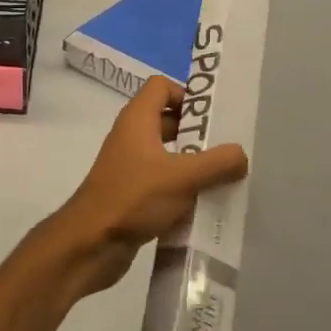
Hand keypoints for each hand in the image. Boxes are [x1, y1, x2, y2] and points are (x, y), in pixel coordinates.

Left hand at [41, 76, 248, 301]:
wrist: (90, 244)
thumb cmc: (134, 197)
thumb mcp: (183, 177)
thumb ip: (217, 163)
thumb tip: (241, 154)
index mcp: (137, 119)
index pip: (161, 86)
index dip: (187, 94)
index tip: (212, 118)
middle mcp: (131, 137)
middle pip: (167, 120)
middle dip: (198, 132)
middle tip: (226, 149)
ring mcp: (129, 166)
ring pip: (167, 154)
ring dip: (192, 163)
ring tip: (222, 177)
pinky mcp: (130, 193)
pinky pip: (161, 181)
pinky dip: (181, 188)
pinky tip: (203, 204)